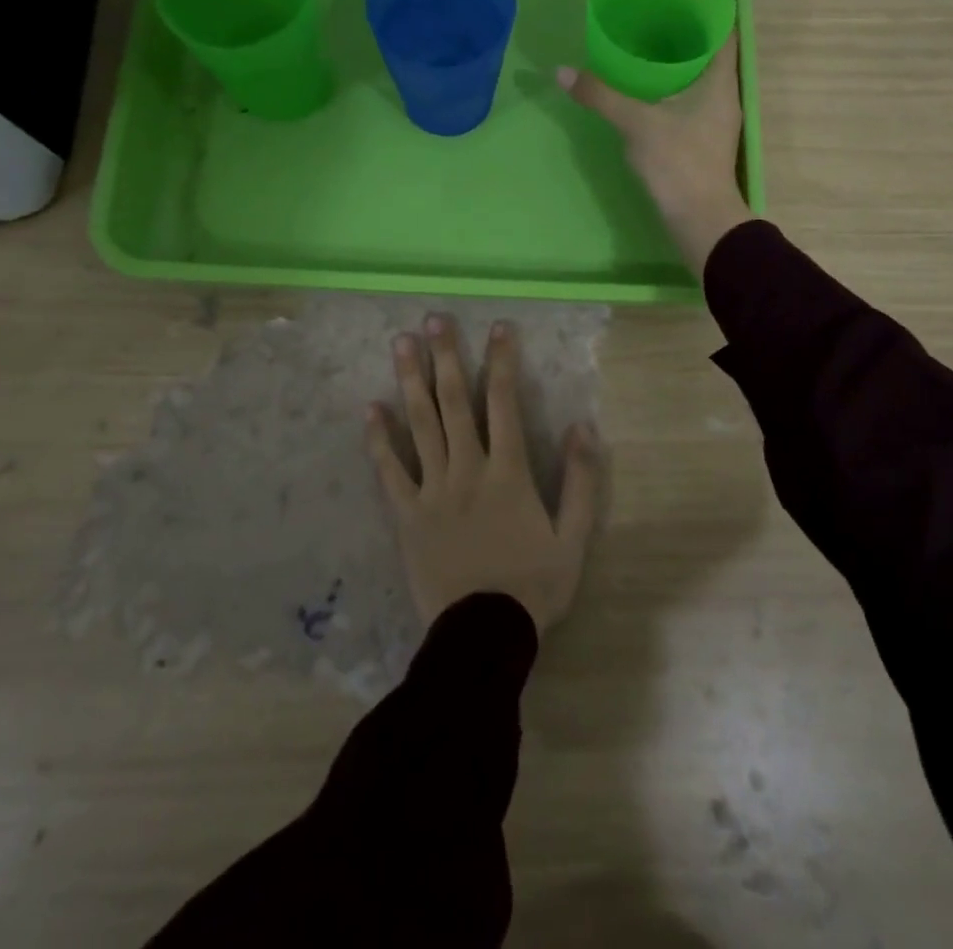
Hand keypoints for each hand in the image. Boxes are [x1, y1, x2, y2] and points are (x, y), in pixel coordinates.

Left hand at [366, 314, 599, 635]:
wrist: (484, 633)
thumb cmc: (534, 584)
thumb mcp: (573, 536)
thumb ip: (580, 480)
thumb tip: (582, 426)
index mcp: (508, 471)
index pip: (505, 402)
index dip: (502, 360)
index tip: (499, 327)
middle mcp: (467, 468)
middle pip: (455, 401)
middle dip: (446, 356)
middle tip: (434, 319)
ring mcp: (432, 489)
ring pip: (420, 424)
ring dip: (411, 381)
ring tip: (401, 344)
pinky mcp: (407, 514)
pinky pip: (389, 471)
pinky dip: (379, 440)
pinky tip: (370, 409)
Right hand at [557, 36, 752, 275]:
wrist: (700, 220)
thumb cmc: (679, 163)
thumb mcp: (637, 124)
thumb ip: (602, 96)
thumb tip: (563, 72)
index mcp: (720, 82)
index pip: (726, 31)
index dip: (709, 8)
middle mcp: (725, 97)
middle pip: (711, 54)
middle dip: (686, 33)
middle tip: (653, 15)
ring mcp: (717, 122)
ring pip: (701, 80)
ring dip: (679, 64)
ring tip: (646, 46)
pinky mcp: (704, 142)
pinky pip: (691, 102)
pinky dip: (673, 90)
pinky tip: (647, 91)